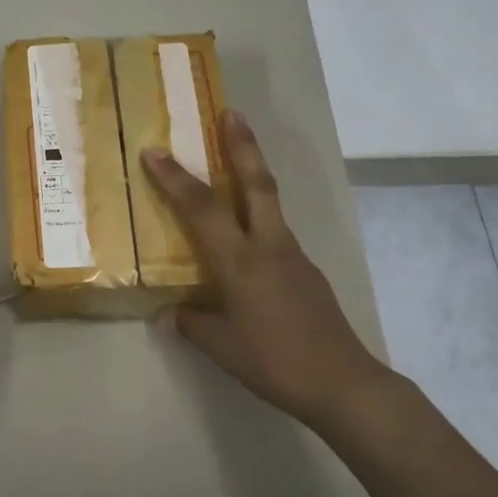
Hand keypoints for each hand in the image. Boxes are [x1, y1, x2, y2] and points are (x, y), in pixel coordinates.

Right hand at [142, 112, 396, 434]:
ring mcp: (294, 256)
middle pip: (256, 183)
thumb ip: (192, 324)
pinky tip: (248, 239)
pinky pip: (277, 232)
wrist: (343, 383)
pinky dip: (259, 217)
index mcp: (241, 261)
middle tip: (231, 113)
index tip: (155, 150)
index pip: (202, 209)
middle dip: (242, 145)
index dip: (175, 178)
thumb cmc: (275, 362)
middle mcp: (269, 246)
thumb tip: (168, 313)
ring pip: (270, 203)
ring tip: (236, 160)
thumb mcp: (222, 348)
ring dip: (253, 174)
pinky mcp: (307, 271)